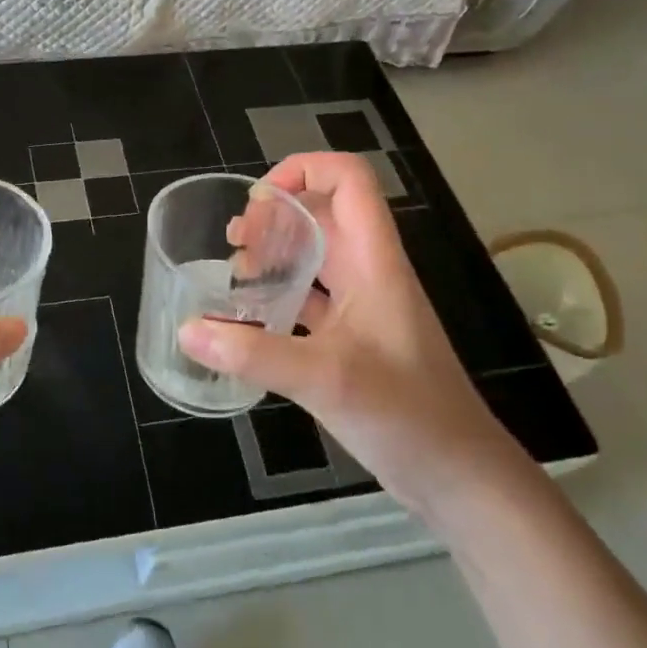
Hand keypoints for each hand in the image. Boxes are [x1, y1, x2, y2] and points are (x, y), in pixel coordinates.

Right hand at [181, 152, 526, 519]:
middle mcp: (369, 272)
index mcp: (375, 261)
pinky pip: (312, 299)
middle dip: (276, 216)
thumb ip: (254, 353)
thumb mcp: (325, 379)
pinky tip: (249, 318)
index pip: (349, 179)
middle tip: (234, 244)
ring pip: (316, 256)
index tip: (259, 202)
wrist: (459, 478)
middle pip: (324, 214)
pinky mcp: (355, 339)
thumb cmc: (406, 415)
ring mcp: (364, 307)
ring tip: (234, 273)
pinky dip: (279, 297)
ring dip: (276, 254)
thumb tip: (187, 329)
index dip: (304, 170)